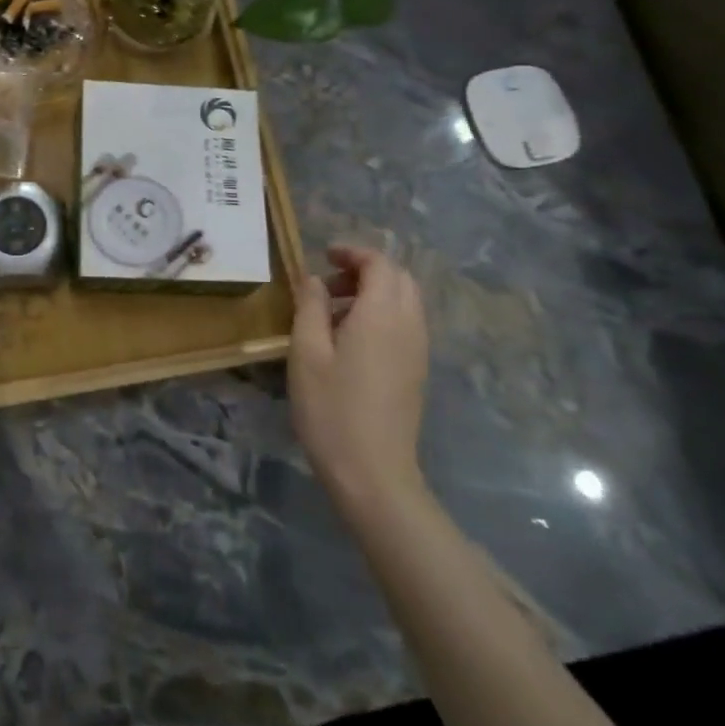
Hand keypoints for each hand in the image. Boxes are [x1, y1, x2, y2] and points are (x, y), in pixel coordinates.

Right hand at [288, 244, 430, 515]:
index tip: (324, 257)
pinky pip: (406, 325)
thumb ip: (310, 307)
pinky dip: (382, 315)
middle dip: (366, 270)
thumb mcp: (307, 352)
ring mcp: (418, 350)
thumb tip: (313, 278)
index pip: (380, 264)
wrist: (373, 472)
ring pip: (406, 301)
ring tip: (334, 313)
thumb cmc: (331, 409)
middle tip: (328, 285)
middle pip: (399, 278)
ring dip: (374, 294)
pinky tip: (351, 341)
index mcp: (381, 315)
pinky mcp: (417, 371)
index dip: (353, 253)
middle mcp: (408, 325)